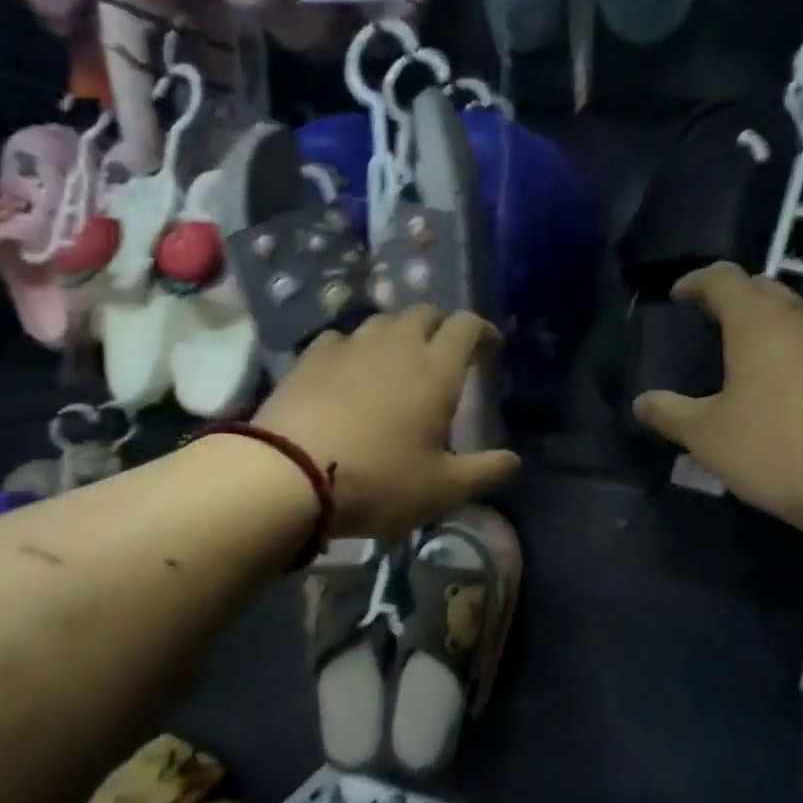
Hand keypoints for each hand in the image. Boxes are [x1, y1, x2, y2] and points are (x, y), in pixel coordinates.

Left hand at [256, 307, 520, 539]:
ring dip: (399, 334)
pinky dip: (356, 348)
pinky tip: (351, 370)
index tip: (490, 349)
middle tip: (445, 355)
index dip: (483, 331)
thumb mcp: (443, 489)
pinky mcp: (311, 357)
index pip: (467, 325)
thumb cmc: (378, 481)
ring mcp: (349, 346)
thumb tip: (514, 461)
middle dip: (441, 327)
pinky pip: (342, 338)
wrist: (289, 474)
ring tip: (399, 362)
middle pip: (425, 313)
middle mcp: (396, 344)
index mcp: (436, 369)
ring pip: (382, 322)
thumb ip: (486, 472)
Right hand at [632, 264, 802, 528]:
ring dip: (764, 323)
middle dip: (732, 297)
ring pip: (793, 315)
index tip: (677, 297)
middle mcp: (800, 318)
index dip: (695, 282)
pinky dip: (788, 349)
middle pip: (762, 288)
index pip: (723, 278)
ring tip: (740, 351)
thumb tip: (642, 403)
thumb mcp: (706, 435)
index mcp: (757, 320)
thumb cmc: (772, 446)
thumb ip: (670, 413)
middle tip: (707, 320)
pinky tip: (777, 384)